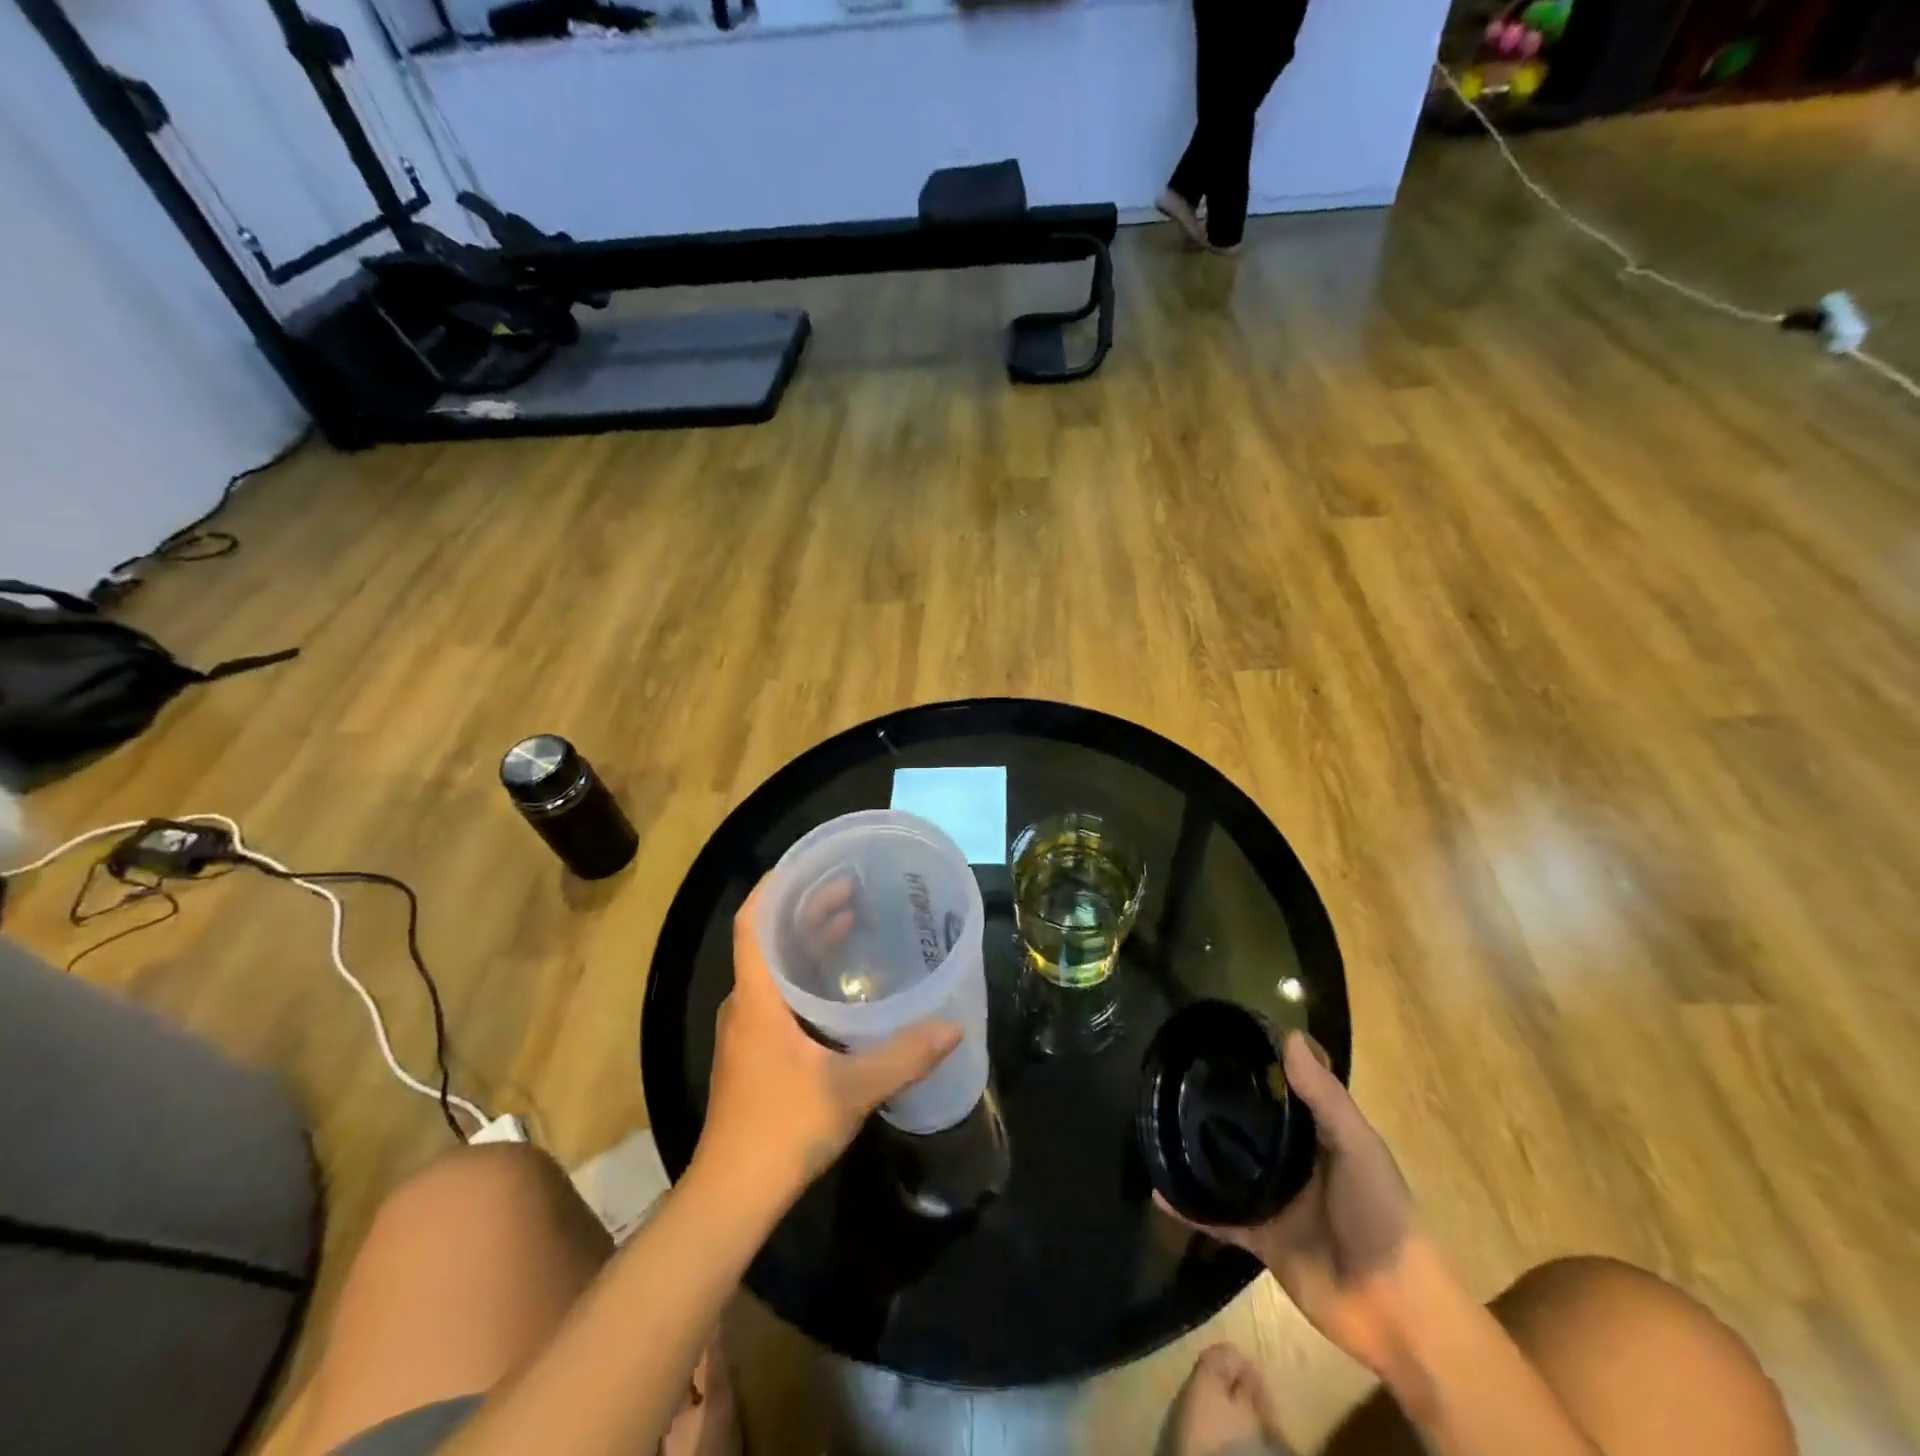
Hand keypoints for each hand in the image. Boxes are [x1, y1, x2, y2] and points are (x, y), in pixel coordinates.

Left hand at [695, 878, 961, 1201]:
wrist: (732, 1197)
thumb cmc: (782, 1129)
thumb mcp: (851, 1089)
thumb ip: (903, 1056)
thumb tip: (952, 1028)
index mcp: (757, 997)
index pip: (752, 921)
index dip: (774, 886)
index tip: (810, 863)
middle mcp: (745, 1004)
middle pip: (768, 939)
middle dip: (805, 910)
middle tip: (850, 890)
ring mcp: (745, 1031)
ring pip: (773, 968)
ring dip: (806, 943)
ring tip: (848, 923)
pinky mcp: (752, 1054)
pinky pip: (776, 994)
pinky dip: (804, 975)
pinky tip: (837, 987)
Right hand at [1158, 1033, 1415, 1374]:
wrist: (1396, 1312)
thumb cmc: (1382, 1216)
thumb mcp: (1358, 1147)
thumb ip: (1323, 1096)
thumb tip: (1288, 1035)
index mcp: (1318, 1136)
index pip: (1281, 1091)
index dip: (1255, 1065)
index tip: (1214, 1038)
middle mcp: (1292, 1163)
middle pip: (1247, 1127)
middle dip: (1215, 1106)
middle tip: (1170, 1077)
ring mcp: (1274, 1201)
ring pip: (1226, 1168)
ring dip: (1197, 1153)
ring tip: (1155, 1124)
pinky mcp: (1260, 1238)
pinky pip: (1217, 1217)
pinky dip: (1188, 1208)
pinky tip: (1158, 1191)